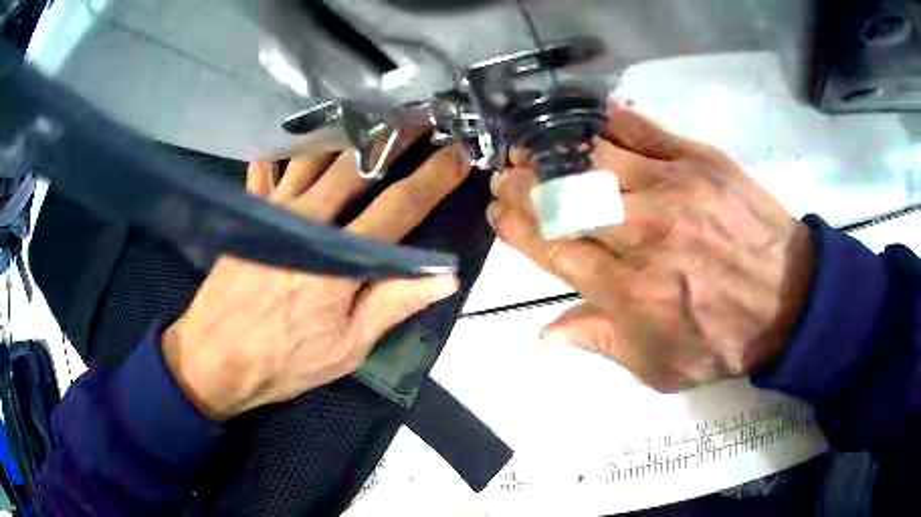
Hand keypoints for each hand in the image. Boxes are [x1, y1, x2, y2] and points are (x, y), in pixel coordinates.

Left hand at [163, 144, 470, 419]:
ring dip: (346, 132)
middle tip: (419, 114)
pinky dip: (282, 151)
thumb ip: (392, 304)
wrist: (215, 359)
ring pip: (315, 157)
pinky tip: (294, 135)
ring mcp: (275, 212)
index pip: (400, 208)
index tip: (460, 154)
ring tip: (370, 112)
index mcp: (340, 259)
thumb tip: (445, 277)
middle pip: (359, 167)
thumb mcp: (347, 348)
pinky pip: (268, 171)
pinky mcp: (250, 215)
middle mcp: (309, 221)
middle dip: (395, 137)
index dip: (435, 178)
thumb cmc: (283, 361)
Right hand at [488, 104, 813, 392]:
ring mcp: (670, 189)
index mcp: (627, 291)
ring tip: (534, 146)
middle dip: (523, 185)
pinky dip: (611, 122)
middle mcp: (640, 234)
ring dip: (554, 150)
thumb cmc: (725, 340)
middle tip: (506, 176)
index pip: (552, 248)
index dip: (517, 228)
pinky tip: (589, 121)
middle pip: (563, 199)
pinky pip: (644, 131)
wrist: (789, 299)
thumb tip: (546, 332)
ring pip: (594, 159)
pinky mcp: (698, 161)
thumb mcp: (660, 368)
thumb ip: (602, 344)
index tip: (499, 214)